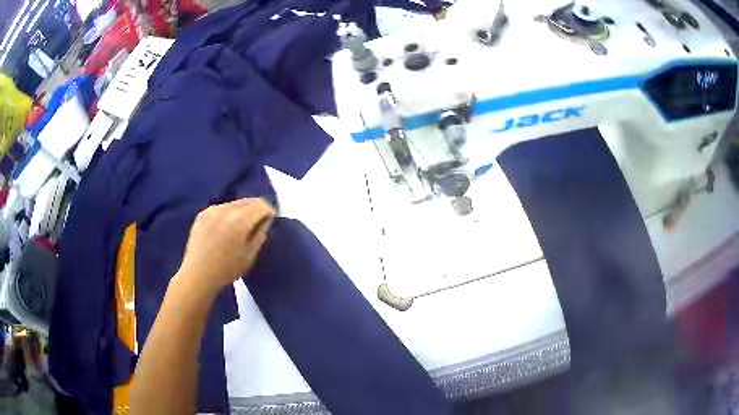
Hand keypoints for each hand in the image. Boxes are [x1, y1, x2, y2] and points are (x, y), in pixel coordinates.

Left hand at [177, 198, 274, 293]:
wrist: (197, 275)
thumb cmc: (227, 270)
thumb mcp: (250, 256)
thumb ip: (260, 235)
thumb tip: (265, 222)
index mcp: (240, 220)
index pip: (260, 205)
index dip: (269, 211)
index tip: (270, 220)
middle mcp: (226, 209)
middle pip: (247, 200)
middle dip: (256, 209)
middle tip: (258, 223)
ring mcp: (212, 210)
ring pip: (234, 204)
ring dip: (242, 211)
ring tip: (241, 227)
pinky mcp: (202, 214)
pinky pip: (221, 208)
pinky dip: (228, 214)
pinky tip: (225, 228)